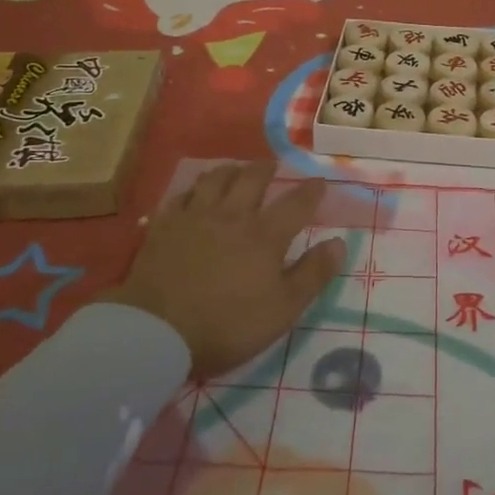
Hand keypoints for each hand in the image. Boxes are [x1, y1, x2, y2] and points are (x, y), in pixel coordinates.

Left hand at [103, 162, 341, 380]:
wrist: (156, 330)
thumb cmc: (226, 325)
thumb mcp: (282, 310)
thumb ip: (312, 275)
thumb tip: (339, 243)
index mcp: (264, 235)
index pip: (296, 203)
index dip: (311, 191)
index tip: (320, 181)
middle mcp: (232, 216)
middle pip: (252, 179)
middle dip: (266, 168)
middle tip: (273, 164)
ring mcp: (195, 218)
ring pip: (214, 179)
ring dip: (229, 170)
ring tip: (235, 169)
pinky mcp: (164, 227)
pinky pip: (180, 197)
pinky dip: (191, 191)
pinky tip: (193, 194)